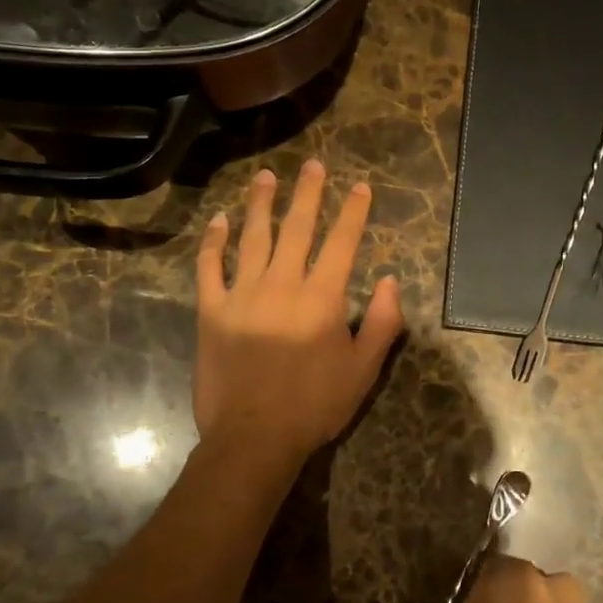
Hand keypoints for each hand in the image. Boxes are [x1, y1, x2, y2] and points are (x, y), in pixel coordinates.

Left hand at [194, 160, 402, 462]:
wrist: (254, 437)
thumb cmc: (315, 405)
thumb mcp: (363, 369)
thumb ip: (383, 323)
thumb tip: (392, 281)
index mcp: (322, 299)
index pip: (342, 243)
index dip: (353, 212)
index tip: (360, 187)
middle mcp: (282, 285)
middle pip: (296, 228)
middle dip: (308, 193)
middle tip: (312, 164)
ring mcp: (242, 295)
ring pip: (252, 237)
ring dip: (260, 204)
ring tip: (265, 177)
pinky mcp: (212, 311)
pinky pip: (210, 267)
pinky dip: (213, 241)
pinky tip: (219, 220)